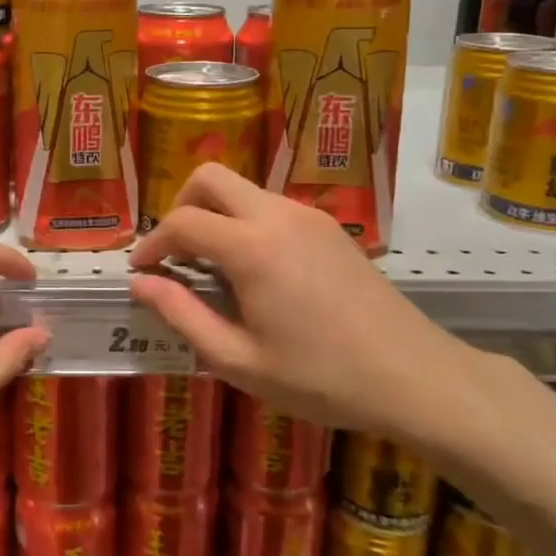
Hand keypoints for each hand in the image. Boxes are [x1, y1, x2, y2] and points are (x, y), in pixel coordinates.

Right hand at [125, 164, 491, 449]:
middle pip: (210, 177)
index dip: (152, 243)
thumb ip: (182, 315)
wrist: (415, 377)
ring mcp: (308, 216)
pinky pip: (272, 206)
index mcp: (251, 248)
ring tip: (213, 268)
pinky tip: (257, 270)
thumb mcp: (238, 360)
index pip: (182, 222)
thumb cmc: (320, 378)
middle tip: (176, 254)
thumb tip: (141, 283)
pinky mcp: (330, 227)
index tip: (140, 270)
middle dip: (181, 206)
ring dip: (216, 215)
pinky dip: (247, 223)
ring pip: (243, 190)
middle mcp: (277, 216)